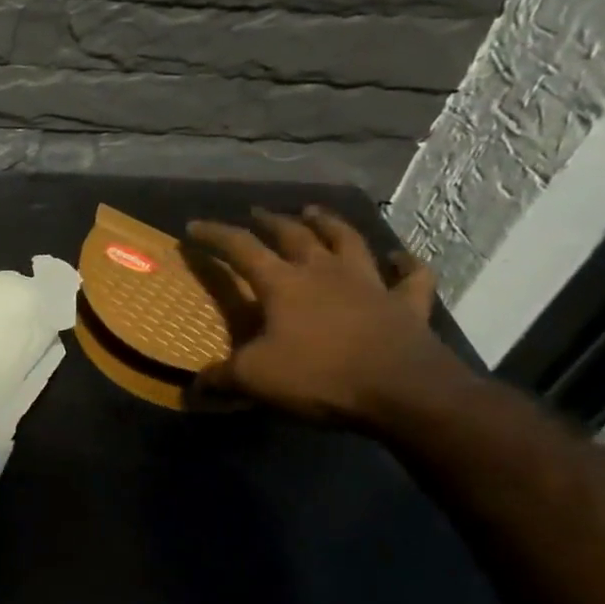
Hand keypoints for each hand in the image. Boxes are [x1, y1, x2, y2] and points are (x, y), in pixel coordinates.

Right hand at [187, 206, 458, 423]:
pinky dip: (405, 263)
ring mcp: (370, 284)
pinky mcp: (406, 304)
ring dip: (329, 223)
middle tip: (257, 213)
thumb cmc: (321, 376)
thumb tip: (194, 385)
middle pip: (294, 235)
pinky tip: (399, 256)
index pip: (241, 248)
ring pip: (348, 240)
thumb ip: (223, 376)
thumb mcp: (256, 378)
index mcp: (284, 284)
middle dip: (271, 221)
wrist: (403, 391)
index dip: (215, 235)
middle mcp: (325, 272)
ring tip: (314, 212)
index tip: (194, 226)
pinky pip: (410, 276)